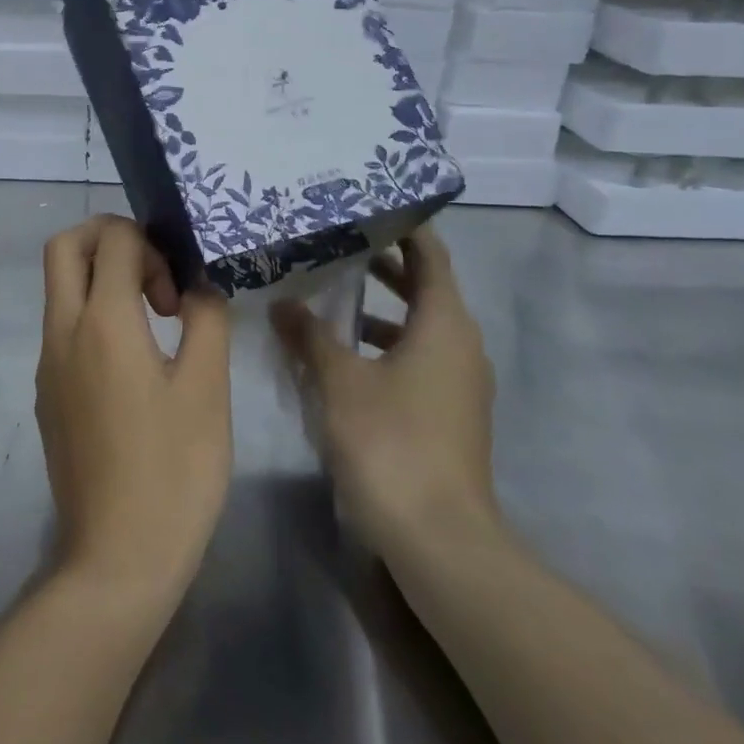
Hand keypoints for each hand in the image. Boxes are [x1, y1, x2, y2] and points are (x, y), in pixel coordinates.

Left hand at [36, 215, 231, 610]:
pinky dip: (92, 316)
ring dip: (100, 280)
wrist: (116, 556)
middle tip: (153, 277)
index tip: (178, 294)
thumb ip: (206, 320)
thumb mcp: (208, 389)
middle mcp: (62, 331)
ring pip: (59, 287)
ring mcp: (47, 364)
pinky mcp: (46, 393)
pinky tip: (133, 364)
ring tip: (154, 323)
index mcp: (102, 322)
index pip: (112, 239)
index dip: (151, 245)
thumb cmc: (174, 470)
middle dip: (108, 239)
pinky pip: (62, 328)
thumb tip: (198, 286)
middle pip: (64, 247)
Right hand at [272, 226, 498, 560]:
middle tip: (338, 244)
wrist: (439, 538)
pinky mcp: (449, 413)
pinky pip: (417, 359)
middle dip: (385, 266)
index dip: (404, 228)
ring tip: (331, 297)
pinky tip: (343, 358)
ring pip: (420, 328)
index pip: (430, 256)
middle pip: (426, 289)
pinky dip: (385, 345)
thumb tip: (283, 303)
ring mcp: (459, 383)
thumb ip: (310, 336)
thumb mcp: (340, 381)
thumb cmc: (391, 442)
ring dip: (381, 310)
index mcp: (444, 324)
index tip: (368, 206)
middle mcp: (460, 345)